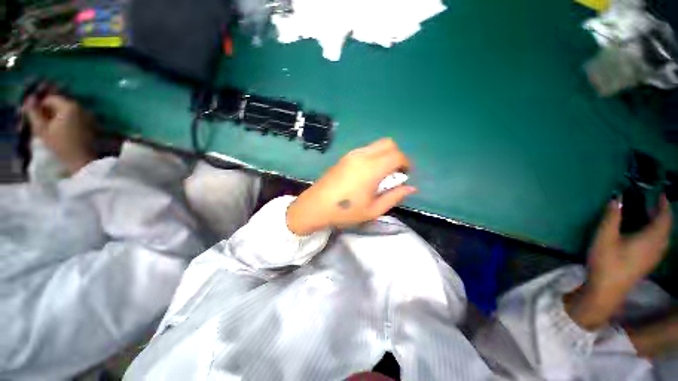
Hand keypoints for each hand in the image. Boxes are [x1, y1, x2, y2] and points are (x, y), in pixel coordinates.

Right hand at [22, 94, 95, 174]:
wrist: (84, 160)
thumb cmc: (61, 145)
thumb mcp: (42, 129)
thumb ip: (34, 113)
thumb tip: (30, 99)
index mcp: (69, 106)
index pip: (50, 99)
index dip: (40, 106)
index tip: (35, 117)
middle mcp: (82, 108)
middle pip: (61, 104)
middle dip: (50, 111)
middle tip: (43, 123)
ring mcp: (90, 116)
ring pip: (69, 112)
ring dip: (59, 117)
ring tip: (53, 129)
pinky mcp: (94, 125)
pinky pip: (78, 119)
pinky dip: (69, 122)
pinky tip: (64, 132)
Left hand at [286, 138, 416, 234]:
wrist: (315, 206)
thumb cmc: (345, 211)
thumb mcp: (373, 210)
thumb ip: (394, 197)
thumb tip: (411, 188)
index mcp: (371, 169)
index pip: (397, 155)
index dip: (406, 163)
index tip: (405, 175)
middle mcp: (362, 156)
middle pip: (388, 143)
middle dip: (397, 155)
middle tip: (395, 173)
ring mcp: (351, 154)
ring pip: (376, 145)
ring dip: (385, 155)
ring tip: (381, 175)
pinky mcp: (344, 157)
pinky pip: (366, 150)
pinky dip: (374, 156)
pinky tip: (368, 173)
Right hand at [565, 195, 671, 329]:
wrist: (607, 289)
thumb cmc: (607, 261)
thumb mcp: (605, 236)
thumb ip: (612, 217)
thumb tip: (617, 198)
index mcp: (650, 238)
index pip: (663, 218)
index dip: (664, 205)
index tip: (661, 194)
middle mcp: (656, 247)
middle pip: (666, 228)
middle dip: (663, 214)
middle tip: (654, 203)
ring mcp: (653, 257)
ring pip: (664, 238)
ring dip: (661, 225)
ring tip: (651, 217)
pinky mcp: (648, 263)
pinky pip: (660, 245)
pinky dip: (658, 235)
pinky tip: (648, 236)